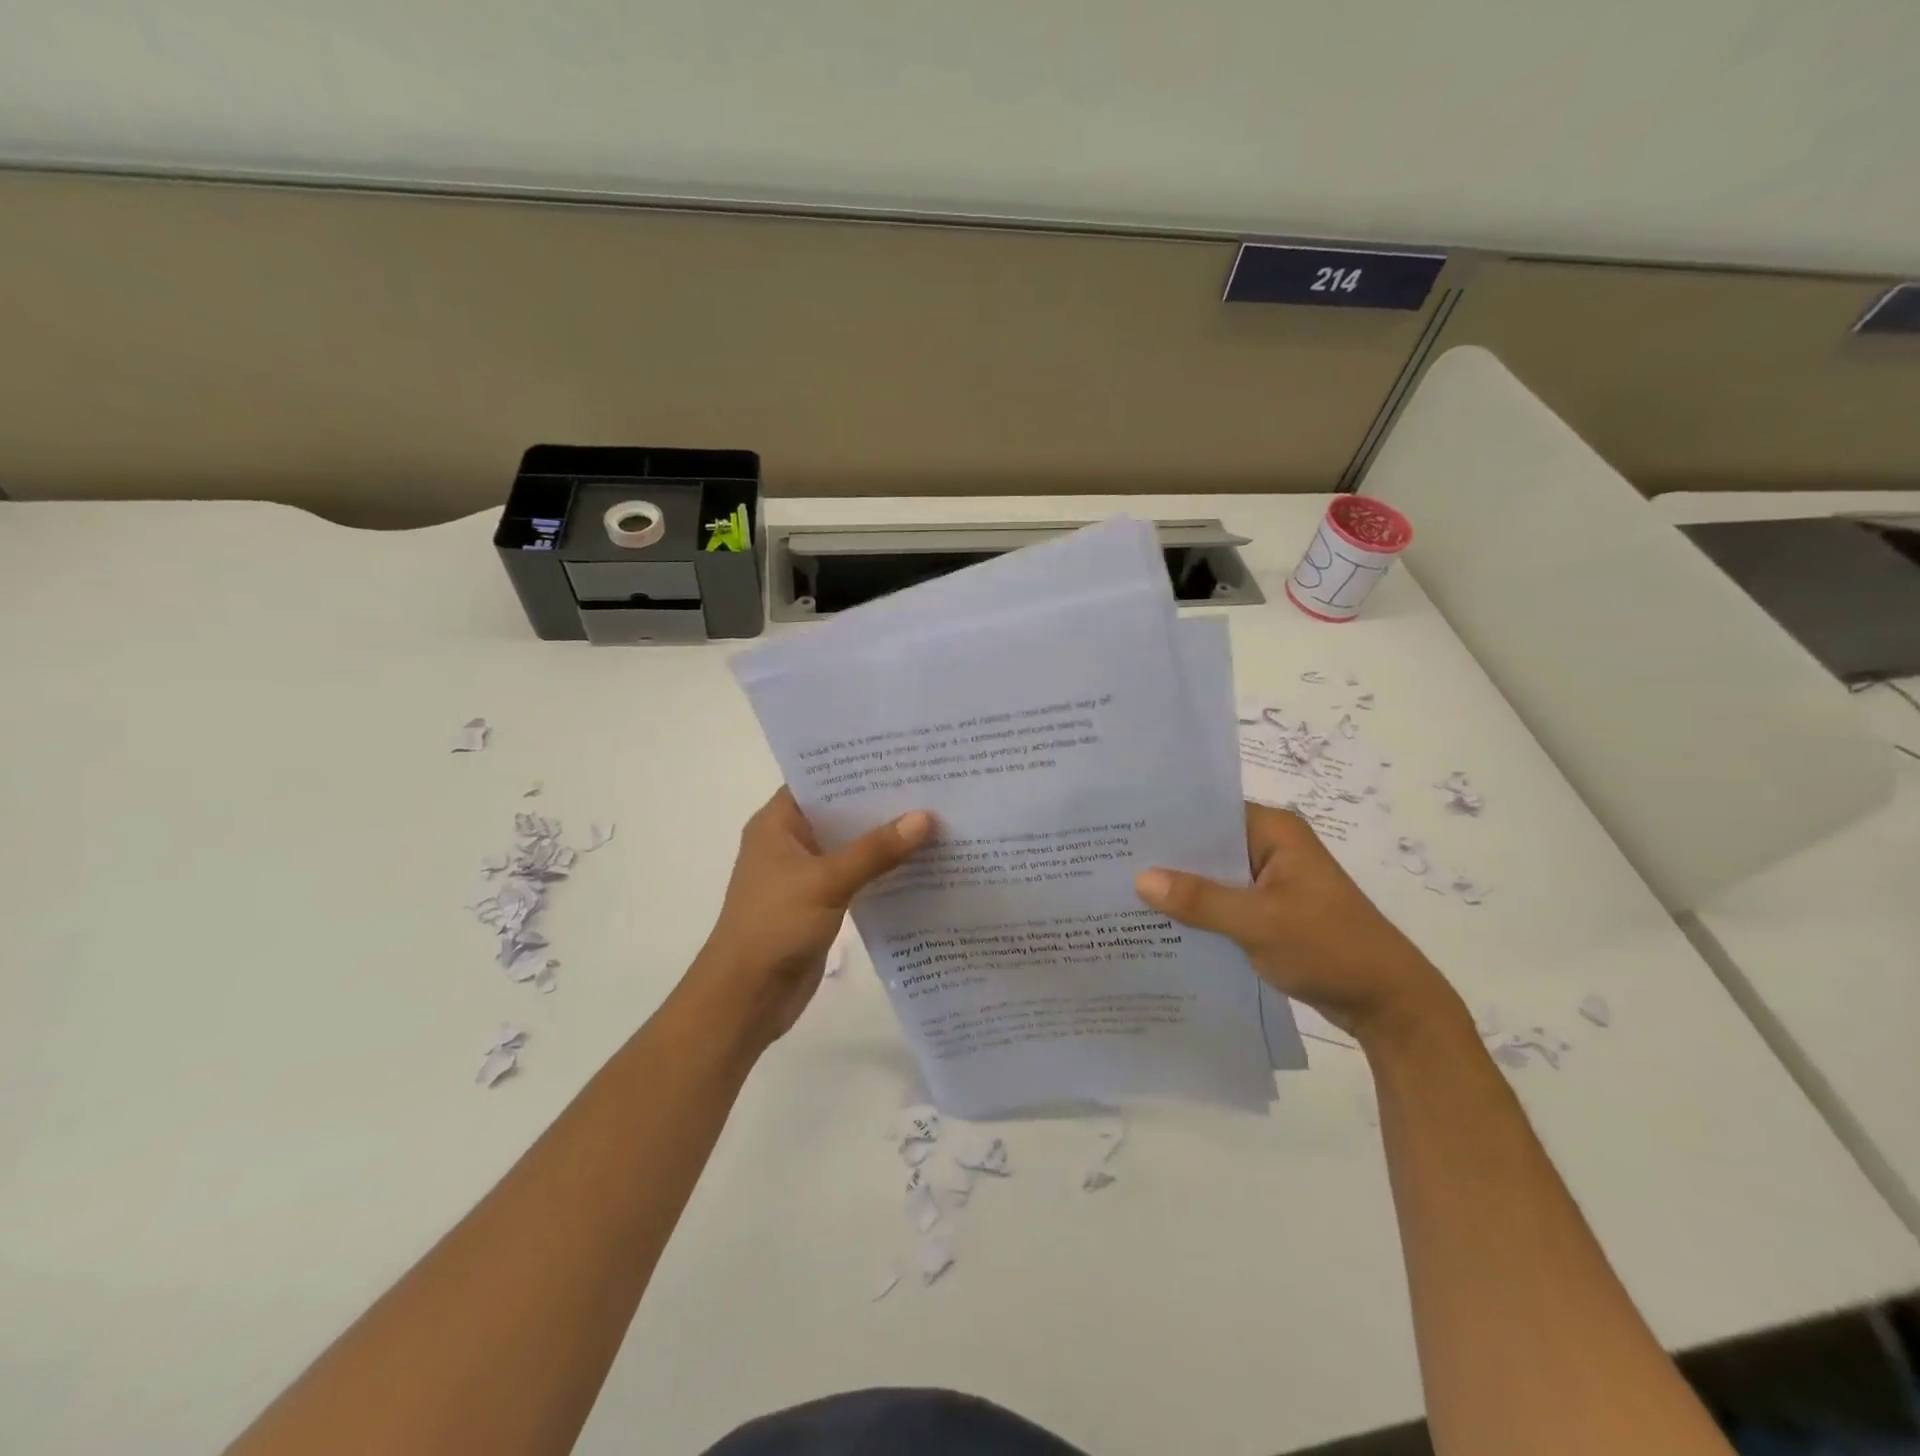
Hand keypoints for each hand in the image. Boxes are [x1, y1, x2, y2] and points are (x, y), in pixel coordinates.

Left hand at [689, 788, 933, 1049]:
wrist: (746, 998)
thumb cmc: (774, 926)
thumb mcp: (826, 881)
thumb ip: (875, 850)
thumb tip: (925, 818)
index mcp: (778, 823)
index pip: (819, 779)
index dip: (857, 766)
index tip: (901, 754)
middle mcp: (791, 842)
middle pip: (840, 812)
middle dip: (880, 802)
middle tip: (931, 783)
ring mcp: (806, 874)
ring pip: (852, 845)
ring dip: (885, 838)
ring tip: (937, 816)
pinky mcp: (822, 902)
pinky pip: (857, 876)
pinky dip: (883, 870)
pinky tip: (922, 862)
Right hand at [1134, 803, 1456, 1045]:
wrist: (1389, 1004)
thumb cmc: (1330, 948)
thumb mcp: (1260, 923)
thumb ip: (1201, 900)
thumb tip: (1140, 879)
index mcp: (1274, 831)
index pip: (1208, 812)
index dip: (1165, 820)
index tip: (1119, 829)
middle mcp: (1270, 846)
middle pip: (1207, 844)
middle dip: (1165, 857)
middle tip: (1109, 862)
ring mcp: (1270, 880)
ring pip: (1213, 875)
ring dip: (1180, 887)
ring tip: (1122, 890)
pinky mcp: (1269, 909)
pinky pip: (1223, 901)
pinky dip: (1198, 910)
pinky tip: (1159, 922)